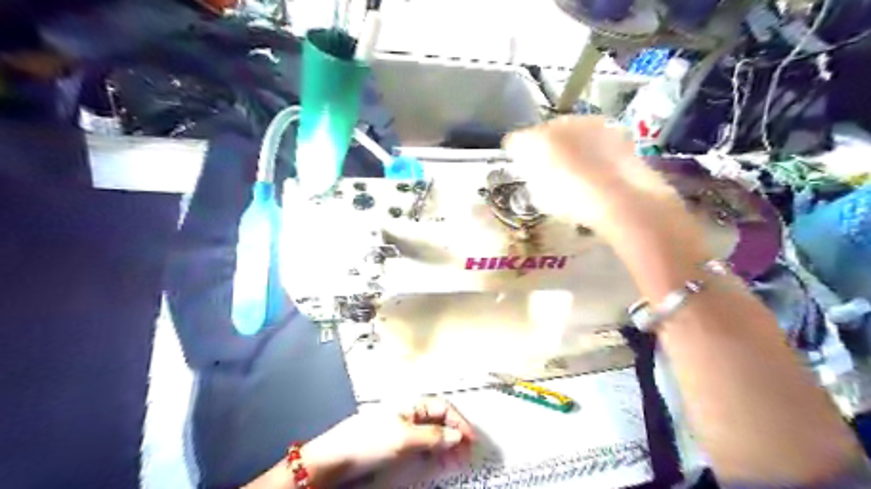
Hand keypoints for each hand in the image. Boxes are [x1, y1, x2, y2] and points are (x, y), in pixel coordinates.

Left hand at [300, 400, 475, 486]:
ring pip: (432, 433)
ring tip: (455, 461)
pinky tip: (438, 461)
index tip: (471, 440)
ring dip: (446, 446)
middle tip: (466, 454)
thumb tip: (456, 436)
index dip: (459, 422)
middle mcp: (409, 412)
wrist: (336, 459)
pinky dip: (434, 452)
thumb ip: (433, 437)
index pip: (443, 407)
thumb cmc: (369, 441)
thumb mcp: (405, 438)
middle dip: (455, 435)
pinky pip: (422, 445)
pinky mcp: (397, 443)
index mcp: (411, 403)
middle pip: (439, 420)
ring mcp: (403, 428)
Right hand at [504, 114, 687, 239]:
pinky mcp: (613, 128)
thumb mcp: (542, 198)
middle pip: (544, 132)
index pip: (516, 142)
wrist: (621, 197)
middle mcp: (558, 123)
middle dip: (545, 147)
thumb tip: (533, 174)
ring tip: (577, 168)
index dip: (517, 155)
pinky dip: (592, 147)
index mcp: (534, 140)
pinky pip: (594, 136)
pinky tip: (599, 167)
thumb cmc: (573, 201)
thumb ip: (533, 180)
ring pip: (570, 131)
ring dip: (570, 144)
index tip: (523, 168)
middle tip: (549, 169)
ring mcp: (588, 122)